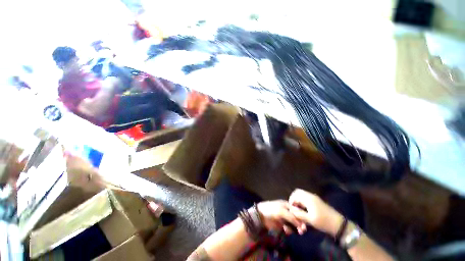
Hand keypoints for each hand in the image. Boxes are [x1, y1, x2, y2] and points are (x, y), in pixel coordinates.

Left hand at [255, 200, 307, 234]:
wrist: (261, 215)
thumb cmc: (271, 209)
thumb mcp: (281, 211)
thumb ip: (291, 217)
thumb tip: (301, 224)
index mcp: (287, 205)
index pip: (297, 211)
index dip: (302, 217)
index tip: (306, 224)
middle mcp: (287, 211)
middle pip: (296, 218)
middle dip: (300, 224)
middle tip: (302, 231)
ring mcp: (284, 218)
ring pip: (293, 224)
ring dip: (295, 228)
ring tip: (297, 232)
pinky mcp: (281, 225)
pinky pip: (288, 228)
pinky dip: (289, 230)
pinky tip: (286, 230)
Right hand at [288, 189, 343, 236]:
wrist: (338, 224)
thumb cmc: (323, 222)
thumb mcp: (310, 220)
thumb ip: (299, 214)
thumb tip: (291, 210)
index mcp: (308, 198)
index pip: (295, 194)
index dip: (291, 201)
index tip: (292, 209)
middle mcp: (310, 195)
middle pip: (298, 192)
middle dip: (294, 198)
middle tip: (294, 207)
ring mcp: (314, 197)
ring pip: (302, 194)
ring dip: (298, 199)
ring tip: (299, 209)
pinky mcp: (317, 200)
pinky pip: (306, 196)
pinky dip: (303, 200)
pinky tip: (304, 209)